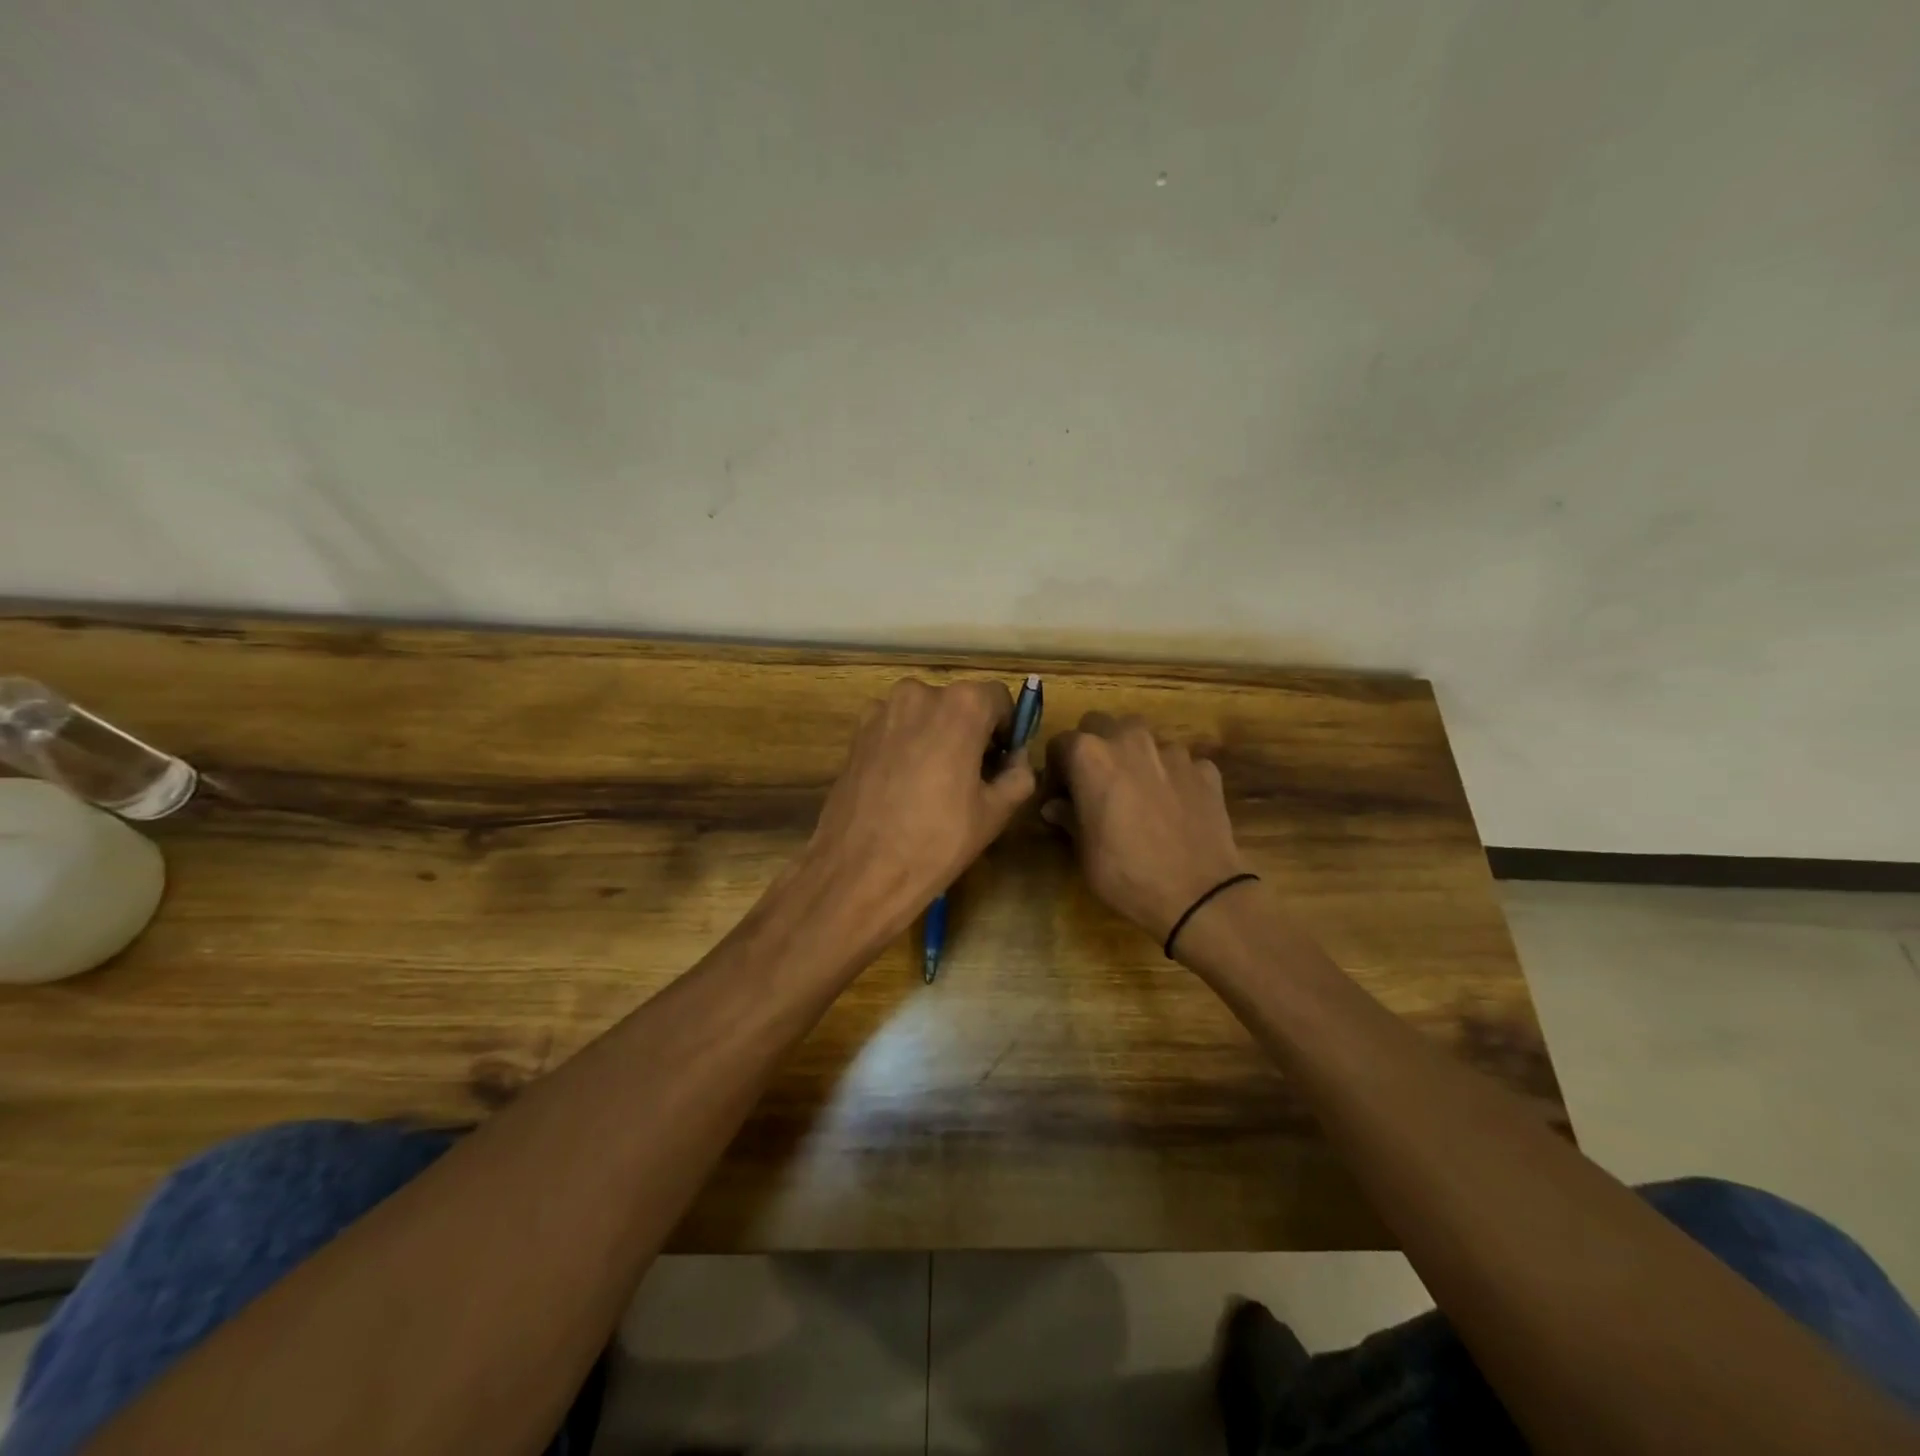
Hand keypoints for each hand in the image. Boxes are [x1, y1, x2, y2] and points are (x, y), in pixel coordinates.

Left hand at [802, 678, 1036, 937]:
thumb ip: (1019, 774)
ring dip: (937, 737)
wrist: (861, 869)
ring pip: (925, 716)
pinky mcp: (857, 733)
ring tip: (935, 784)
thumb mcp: (995, 811)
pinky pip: (896, 729)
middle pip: (959, 704)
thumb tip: (1016, 759)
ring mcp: (882, 710)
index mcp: (961, 705)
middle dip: (971, 732)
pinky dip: (907, 746)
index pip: (998, 698)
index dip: (1007, 728)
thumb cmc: (938, 840)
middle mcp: (920, 694)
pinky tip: (905, 787)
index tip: (1003, 759)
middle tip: (974, 776)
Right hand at [1043, 713, 1251, 944]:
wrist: (1197, 894)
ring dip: (1134, 757)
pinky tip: (1173, 806)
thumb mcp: (1084, 851)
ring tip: (1138, 792)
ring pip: (1143, 739)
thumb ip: (1068, 817)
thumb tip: (1055, 805)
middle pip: (1101, 724)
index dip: (1056, 767)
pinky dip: (1171, 776)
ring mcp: (1173, 751)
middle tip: (1095, 782)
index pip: (1060, 743)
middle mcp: (1131, 740)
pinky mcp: (1205, 769)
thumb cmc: (1126, 873)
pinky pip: (1180, 762)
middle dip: (1094, 747)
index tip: (1060, 793)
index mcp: (1091, 755)